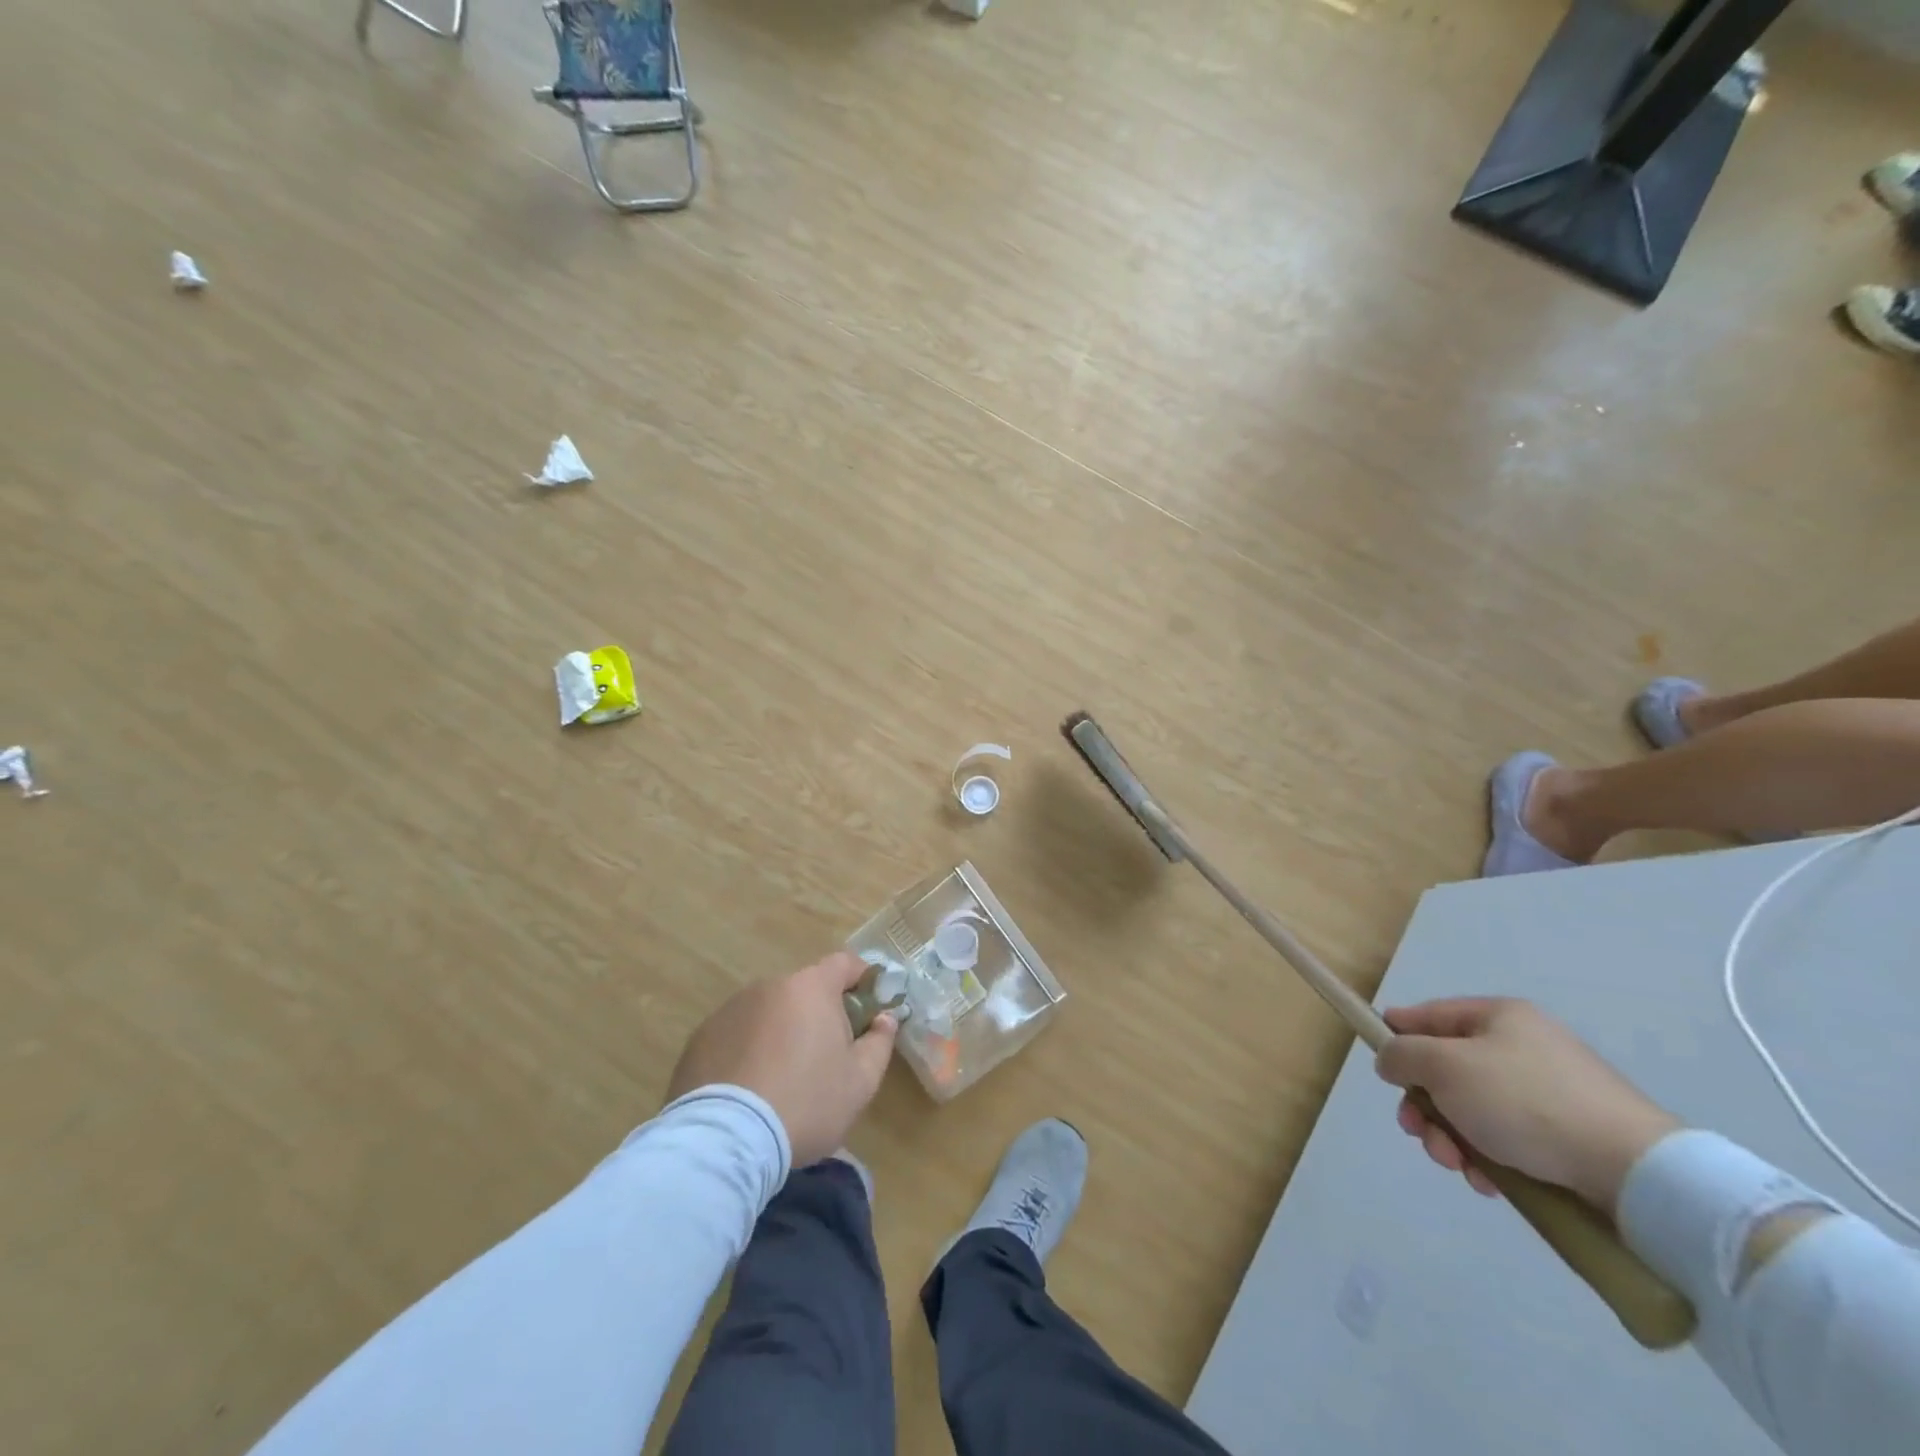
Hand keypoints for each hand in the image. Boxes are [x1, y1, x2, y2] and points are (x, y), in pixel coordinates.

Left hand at [667, 952, 898, 1166]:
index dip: (862, 978)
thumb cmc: (806, 1103)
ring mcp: (730, 1010)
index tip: (870, 1006)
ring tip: (782, 1079)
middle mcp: (769, 986)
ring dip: (781, 1032)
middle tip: (826, 1055)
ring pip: (769, 1012)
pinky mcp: (701, 1038)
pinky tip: (749, 1090)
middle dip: (819, 1014)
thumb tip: (884, 1019)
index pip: (844, 963)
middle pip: (804, 990)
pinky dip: (748, 1051)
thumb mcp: (860, 1081)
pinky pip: (737, 1035)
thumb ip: (879, 1042)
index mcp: (811, 988)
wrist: (725, 1141)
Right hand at [1374, 998, 1679, 1213]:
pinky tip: (1491, 1182)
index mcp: (1498, 1015)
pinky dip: (1490, 1156)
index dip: (1396, 1035)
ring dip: (1453, 1137)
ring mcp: (1550, 1091)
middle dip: (1426, 1105)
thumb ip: (1402, 1054)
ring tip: (1459, 1166)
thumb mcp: (1445, 1067)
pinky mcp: (1569, 1134)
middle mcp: (1523, 1045)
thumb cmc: (1525, 1102)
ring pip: (1474, 1108)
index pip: (1428, 1015)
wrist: (1634, 1171)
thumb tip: (1390, 1058)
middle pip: (1448, 1069)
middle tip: (1420, 1133)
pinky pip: (1509, 1137)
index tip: (1381, 1067)